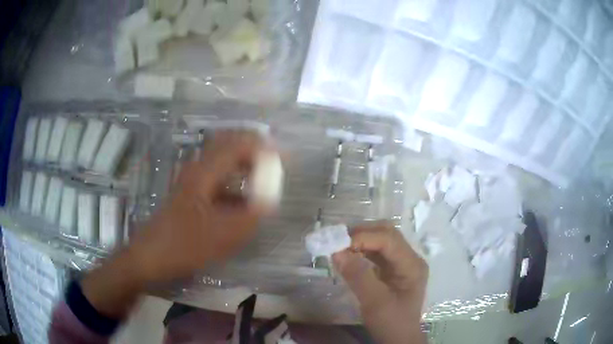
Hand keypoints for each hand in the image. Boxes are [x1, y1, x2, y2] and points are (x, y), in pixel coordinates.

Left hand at [130, 132, 271, 282]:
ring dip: (246, 162)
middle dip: (256, 149)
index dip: (264, 147)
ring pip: (224, 160)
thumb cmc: (184, 245)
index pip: (238, 145)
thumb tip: (272, 198)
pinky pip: (218, 176)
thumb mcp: (223, 235)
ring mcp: (193, 180)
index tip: (285, 158)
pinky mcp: (192, 192)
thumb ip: (252, 214)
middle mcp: (198, 169)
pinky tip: (245, 197)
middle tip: (277, 162)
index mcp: (205, 172)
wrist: (151, 255)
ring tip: (266, 175)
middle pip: (230, 145)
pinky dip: (236, 179)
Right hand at [333, 222, 427, 343]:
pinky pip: (376, 254)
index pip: (389, 240)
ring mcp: (401, 264)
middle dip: (362, 234)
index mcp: (412, 264)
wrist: (398, 339)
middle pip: (387, 234)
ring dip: (360, 241)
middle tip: (338, 241)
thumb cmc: (391, 322)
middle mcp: (409, 259)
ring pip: (381, 241)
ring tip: (340, 246)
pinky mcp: (392, 271)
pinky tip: (348, 256)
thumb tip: (337, 252)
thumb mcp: (375, 302)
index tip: (338, 244)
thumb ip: (358, 276)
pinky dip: (361, 251)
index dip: (364, 237)